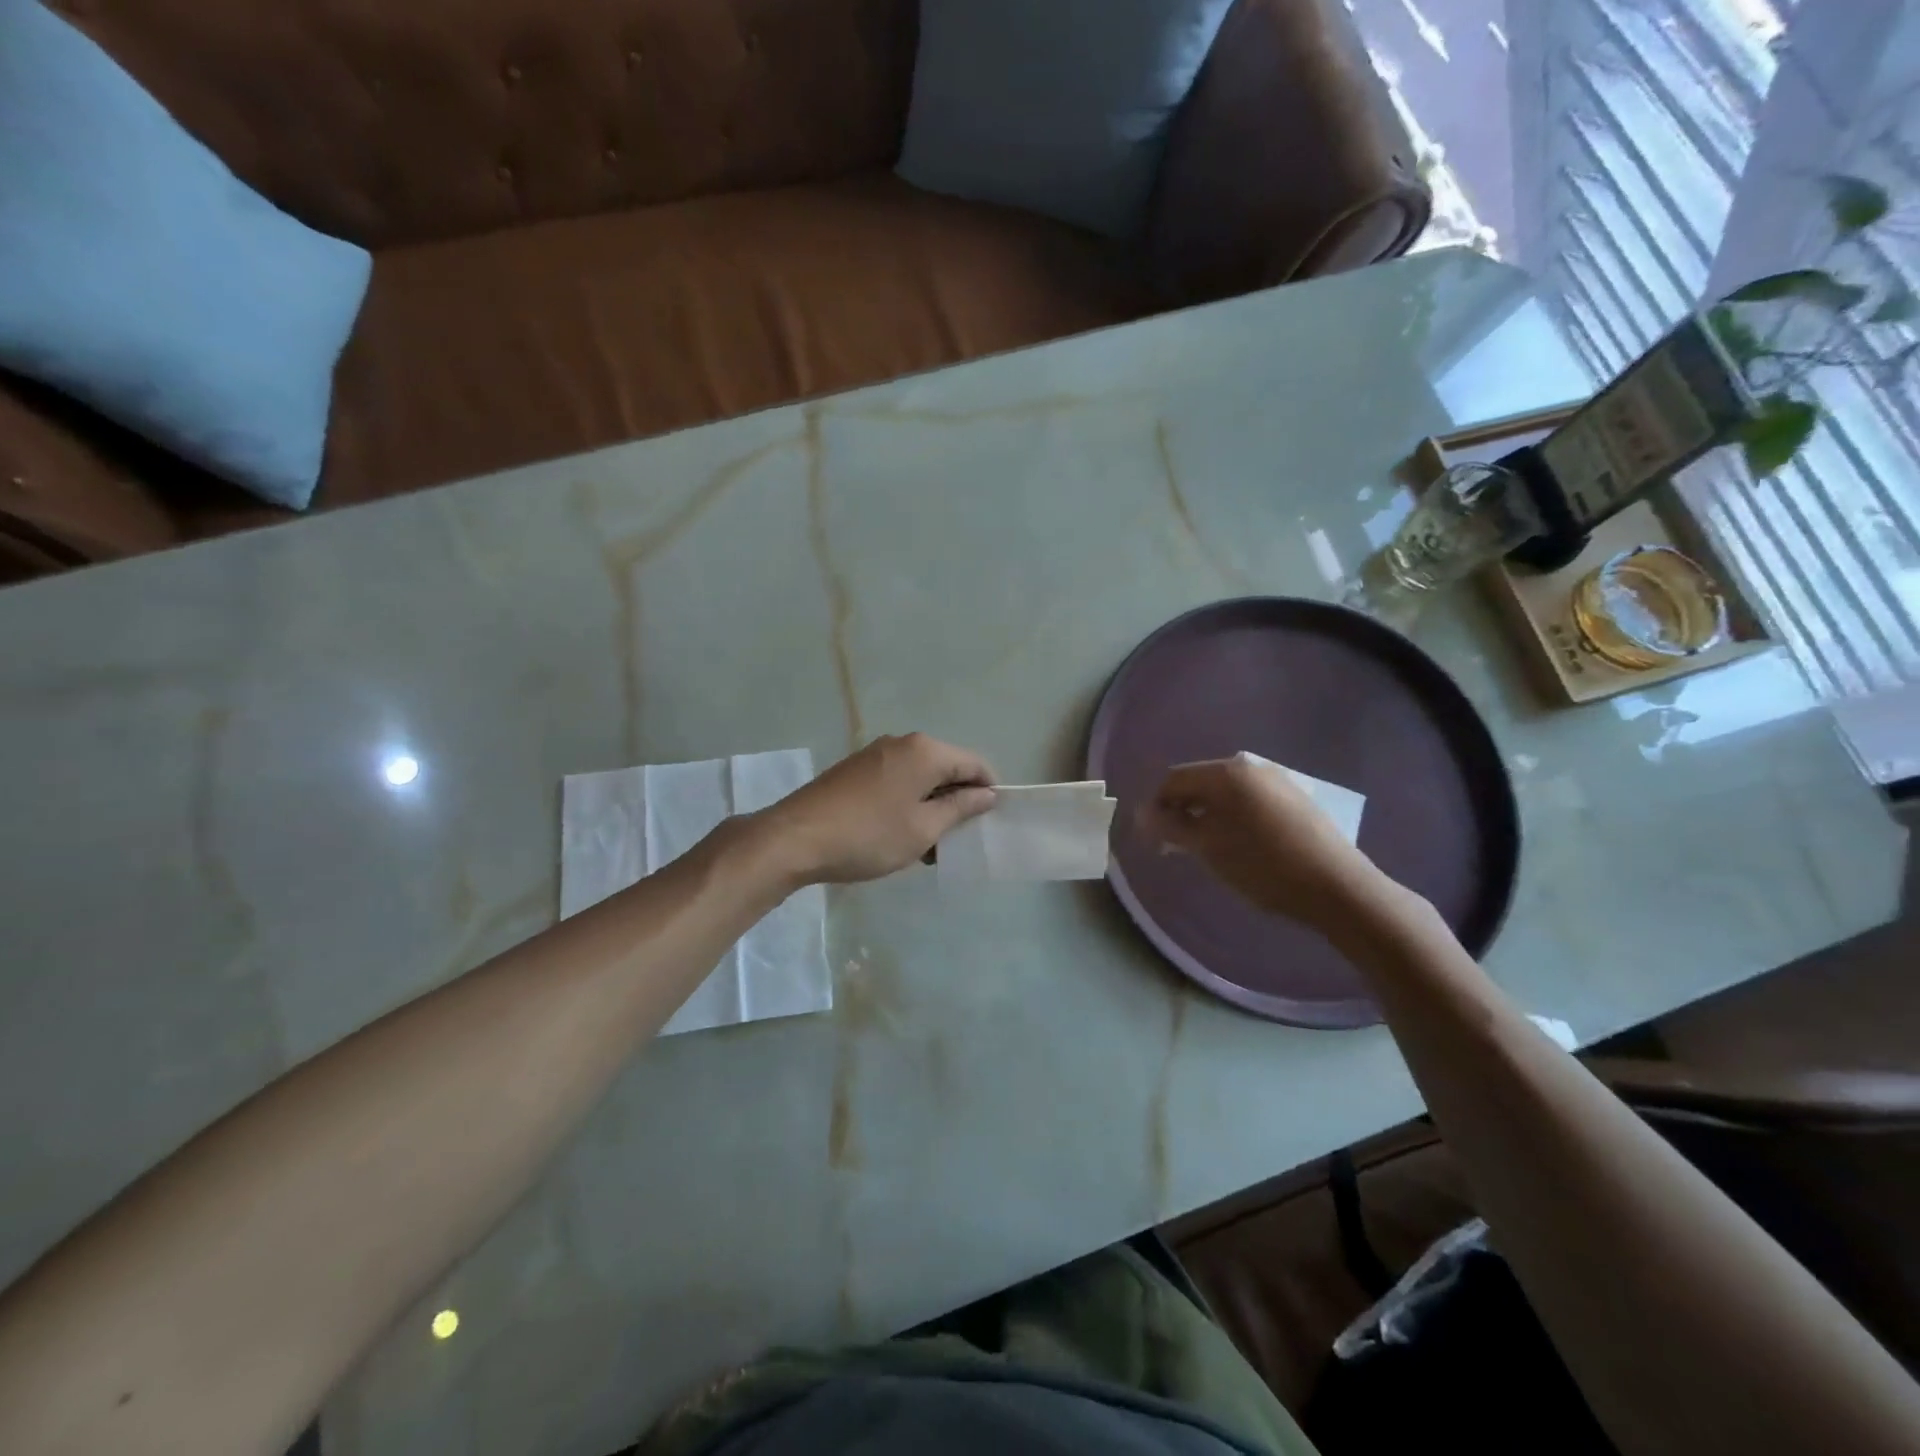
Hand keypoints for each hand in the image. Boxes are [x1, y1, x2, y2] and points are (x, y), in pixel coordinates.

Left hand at [754, 733, 996, 885]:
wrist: (795, 838)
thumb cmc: (869, 835)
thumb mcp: (923, 828)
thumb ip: (960, 808)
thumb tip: (987, 794)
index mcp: (925, 751)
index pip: (974, 763)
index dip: (987, 792)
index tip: (987, 824)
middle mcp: (902, 743)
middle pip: (946, 768)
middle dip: (956, 802)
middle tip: (955, 841)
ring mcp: (875, 754)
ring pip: (919, 777)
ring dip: (930, 807)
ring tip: (925, 847)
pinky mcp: (855, 769)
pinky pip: (896, 781)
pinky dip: (906, 803)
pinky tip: (898, 835)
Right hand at [1138, 752, 1390, 937]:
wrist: (1337, 887)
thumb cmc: (1263, 865)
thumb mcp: (1207, 848)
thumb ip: (1170, 827)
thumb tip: (1143, 813)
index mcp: (1226, 773)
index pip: (1174, 780)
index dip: (1156, 808)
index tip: (1152, 840)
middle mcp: (1251, 767)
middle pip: (1200, 783)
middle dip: (1182, 811)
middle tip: (1176, 846)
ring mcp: (1277, 781)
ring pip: (1226, 793)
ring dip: (1207, 815)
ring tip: (1207, 848)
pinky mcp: (1296, 798)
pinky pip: (1249, 800)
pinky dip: (1233, 817)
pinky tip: (1239, 845)